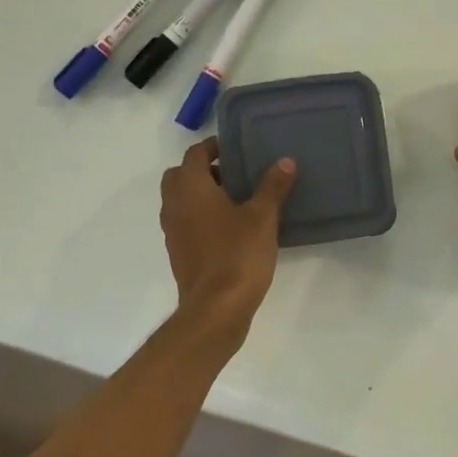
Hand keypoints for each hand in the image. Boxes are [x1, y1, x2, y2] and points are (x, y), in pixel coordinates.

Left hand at [159, 138, 296, 337]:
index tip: (236, 148)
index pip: (195, 154)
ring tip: (236, 200)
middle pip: (180, 175)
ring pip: (180, 201)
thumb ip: (272, 186)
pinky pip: (185, 223)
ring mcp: (172, 232)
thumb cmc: (238, 255)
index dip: (214, 147)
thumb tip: (285, 161)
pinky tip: (229, 228)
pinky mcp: (178, 253)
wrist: (215, 309)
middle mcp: (174, 205)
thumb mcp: (262, 217)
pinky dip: (200, 217)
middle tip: (234, 174)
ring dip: (201, 194)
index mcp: (191, 188)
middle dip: (203, 170)